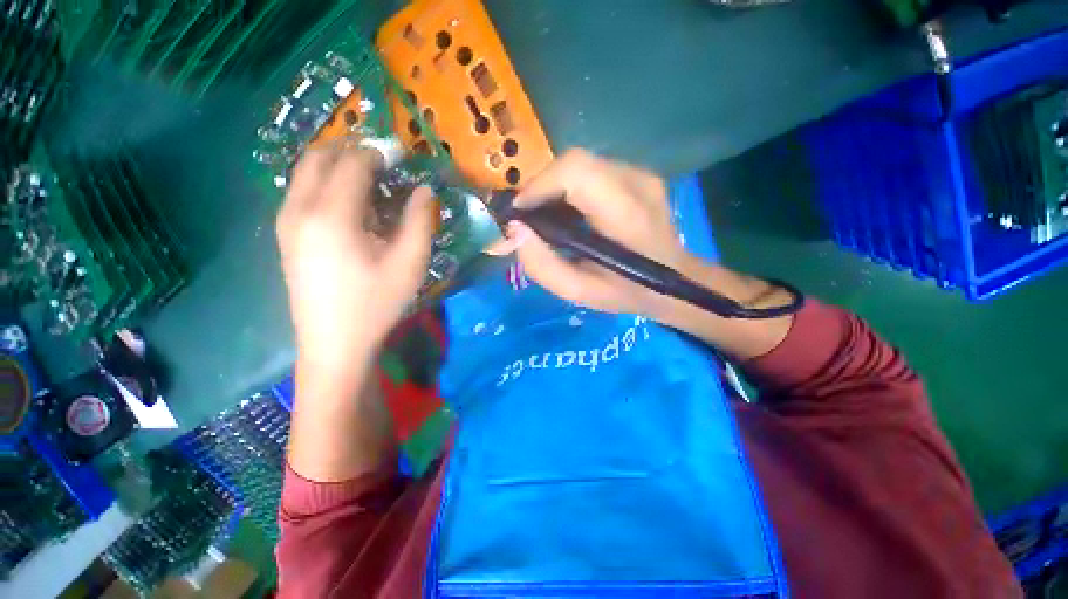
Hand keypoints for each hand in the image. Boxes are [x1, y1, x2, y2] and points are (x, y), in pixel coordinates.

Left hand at [276, 147, 433, 372]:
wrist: (334, 343)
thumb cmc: (376, 303)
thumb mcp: (410, 262)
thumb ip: (420, 220)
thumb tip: (424, 189)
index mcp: (332, 214)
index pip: (353, 162)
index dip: (379, 154)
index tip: (401, 158)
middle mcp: (300, 208)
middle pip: (320, 156)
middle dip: (353, 152)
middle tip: (385, 167)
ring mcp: (286, 221)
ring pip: (306, 172)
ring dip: (338, 167)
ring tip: (371, 187)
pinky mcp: (286, 235)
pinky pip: (302, 191)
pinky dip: (326, 185)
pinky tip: (351, 209)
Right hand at [498, 149, 695, 316]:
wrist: (675, 281)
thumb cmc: (628, 292)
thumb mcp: (580, 292)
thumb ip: (543, 266)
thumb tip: (514, 230)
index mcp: (627, 214)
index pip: (576, 172)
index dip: (539, 185)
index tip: (519, 214)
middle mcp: (637, 182)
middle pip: (574, 163)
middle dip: (540, 188)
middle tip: (528, 219)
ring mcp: (641, 173)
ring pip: (580, 165)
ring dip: (553, 189)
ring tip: (545, 219)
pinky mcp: (637, 174)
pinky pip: (591, 171)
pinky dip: (568, 189)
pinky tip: (567, 214)